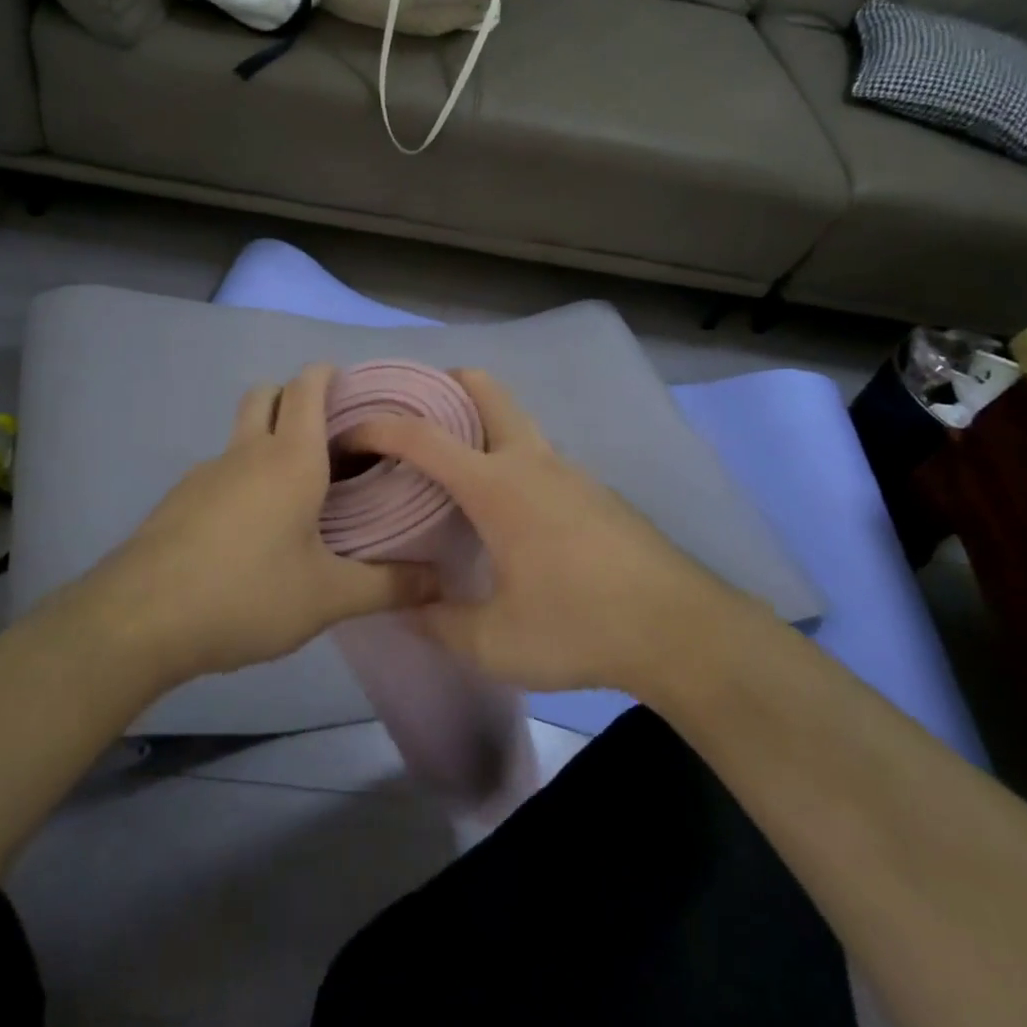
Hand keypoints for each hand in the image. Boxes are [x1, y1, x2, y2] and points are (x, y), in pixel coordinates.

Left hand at [77, 363, 440, 687]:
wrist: (140, 619)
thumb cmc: (247, 593)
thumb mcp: (327, 597)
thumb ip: (387, 586)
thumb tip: (440, 581)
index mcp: (290, 458)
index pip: (307, 387)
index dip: (327, 374)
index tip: (351, 387)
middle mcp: (246, 452)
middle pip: (265, 394)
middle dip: (292, 396)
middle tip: (325, 434)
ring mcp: (205, 473)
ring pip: (240, 433)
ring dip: (265, 438)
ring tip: (295, 489)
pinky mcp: (179, 500)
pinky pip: (220, 470)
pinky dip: (241, 477)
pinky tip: (251, 530)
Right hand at [341, 369, 737, 693]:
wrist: (679, 628)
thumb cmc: (578, 625)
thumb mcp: (494, 641)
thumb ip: (439, 623)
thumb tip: (405, 610)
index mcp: (496, 484)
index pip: (422, 436)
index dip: (377, 427)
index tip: (346, 432)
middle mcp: (531, 460)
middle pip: (485, 389)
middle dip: (442, 385)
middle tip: (410, 413)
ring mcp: (569, 470)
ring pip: (515, 421)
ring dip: (479, 424)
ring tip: (449, 467)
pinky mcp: (594, 491)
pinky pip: (539, 455)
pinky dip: (509, 457)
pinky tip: (506, 508)